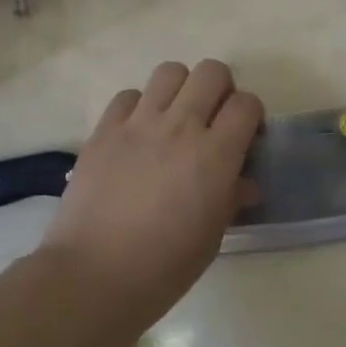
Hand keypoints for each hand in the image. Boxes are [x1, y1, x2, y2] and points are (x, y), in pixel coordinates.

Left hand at [41, 59, 262, 332]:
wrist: (94, 275)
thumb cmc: (164, 267)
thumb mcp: (212, 237)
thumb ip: (231, 198)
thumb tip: (244, 183)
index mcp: (215, 155)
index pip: (246, 104)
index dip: (251, 116)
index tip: (245, 137)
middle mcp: (181, 126)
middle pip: (212, 72)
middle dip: (221, 90)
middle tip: (213, 120)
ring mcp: (139, 123)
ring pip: (170, 71)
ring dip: (180, 89)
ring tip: (174, 118)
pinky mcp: (105, 129)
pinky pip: (128, 95)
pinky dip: (138, 107)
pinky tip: (137, 133)